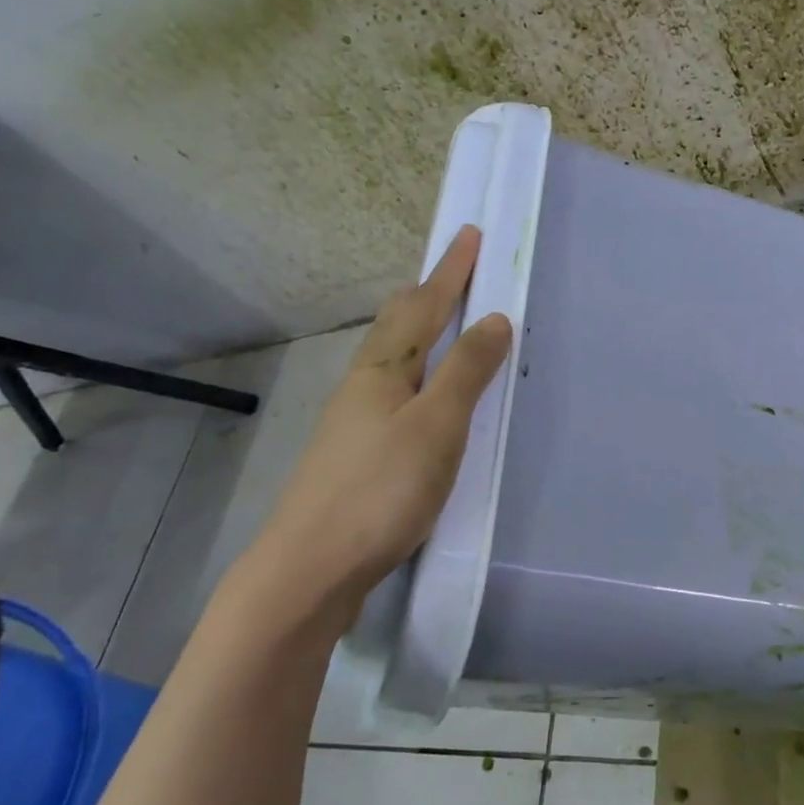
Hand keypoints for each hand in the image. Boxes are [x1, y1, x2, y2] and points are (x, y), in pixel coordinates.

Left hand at [237, 227, 513, 620]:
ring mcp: (352, 423)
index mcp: (383, 369)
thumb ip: (466, 371)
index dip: (450, 271)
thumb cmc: (380, 490)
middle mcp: (363, 386)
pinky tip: (419, 398)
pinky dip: (414, 374)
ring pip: (390, 359)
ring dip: (418, 332)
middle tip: (451, 272)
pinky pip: (391, 393)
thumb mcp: (437, 426)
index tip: (468, 234)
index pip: (424, 305)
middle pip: (396, 325)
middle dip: (426, 294)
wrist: (309, 570)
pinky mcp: (353, 457)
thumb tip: (493, 318)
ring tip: (441, 325)